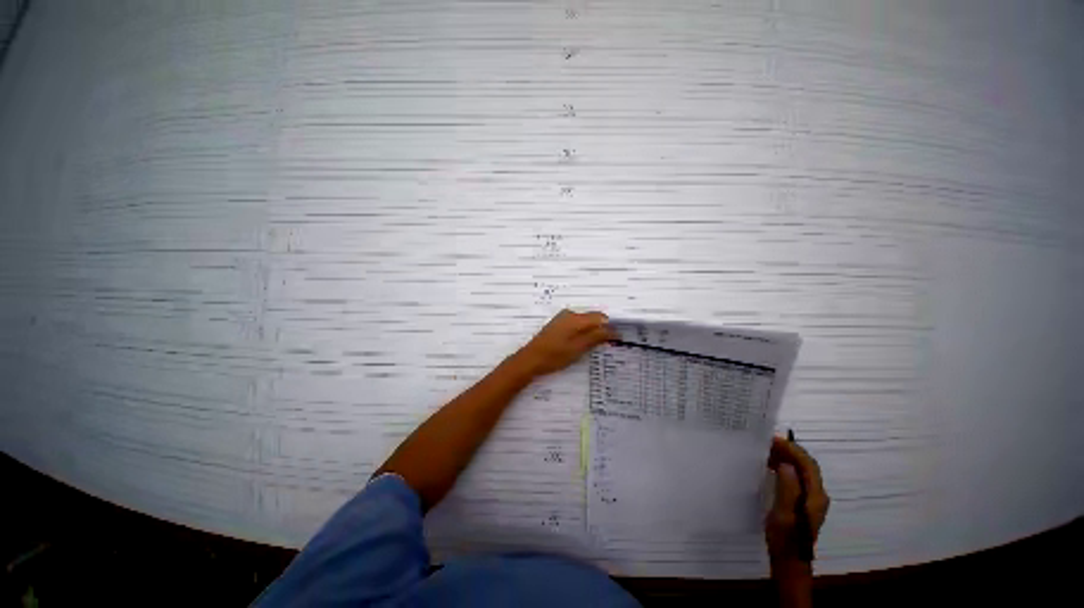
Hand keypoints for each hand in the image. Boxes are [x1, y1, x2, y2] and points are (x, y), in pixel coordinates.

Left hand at [513, 310, 616, 376]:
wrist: (530, 359)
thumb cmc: (555, 355)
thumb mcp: (578, 348)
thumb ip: (596, 337)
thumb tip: (614, 330)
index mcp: (576, 318)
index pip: (601, 317)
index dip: (610, 327)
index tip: (616, 340)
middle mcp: (570, 314)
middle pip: (593, 318)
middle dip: (601, 329)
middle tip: (606, 345)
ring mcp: (562, 318)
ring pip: (585, 322)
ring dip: (592, 332)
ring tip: (594, 347)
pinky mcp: (558, 324)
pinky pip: (576, 325)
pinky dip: (582, 333)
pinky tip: (582, 345)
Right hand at [766, 436, 829, 573]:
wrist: (788, 560)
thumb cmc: (785, 537)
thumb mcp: (784, 512)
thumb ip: (788, 488)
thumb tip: (786, 465)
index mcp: (815, 496)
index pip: (808, 465)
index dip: (792, 450)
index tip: (773, 439)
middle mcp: (817, 495)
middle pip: (806, 466)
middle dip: (789, 451)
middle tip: (766, 442)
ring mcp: (811, 499)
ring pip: (801, 471)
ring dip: (786, 459)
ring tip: (766, 451)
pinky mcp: (802, 503)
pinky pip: (796, 478)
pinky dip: (785, 468)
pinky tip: (771, 467)